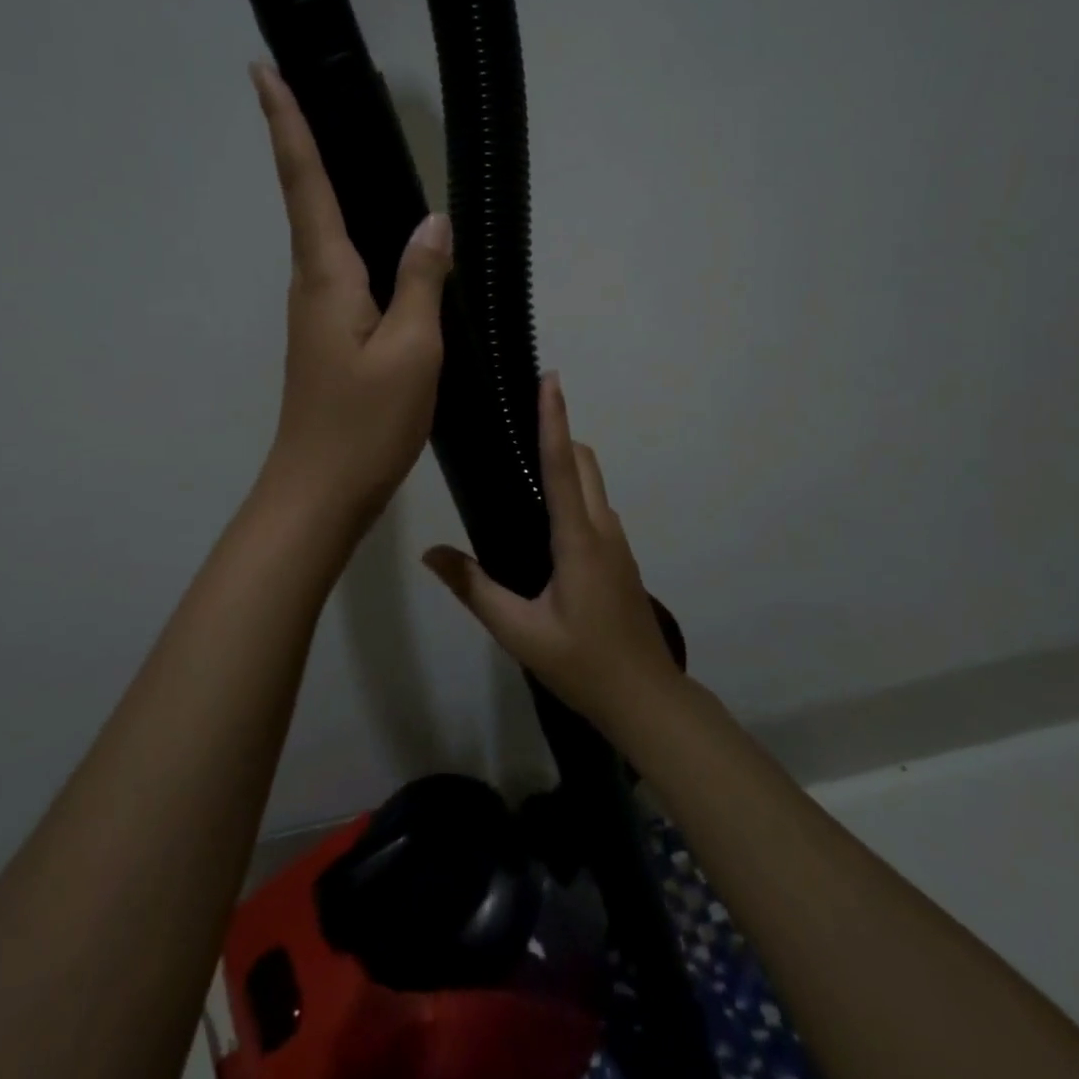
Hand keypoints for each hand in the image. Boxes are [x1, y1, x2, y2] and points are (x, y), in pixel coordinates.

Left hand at [252, 62, 450, 525]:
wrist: (320, 491)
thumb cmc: (366, 423)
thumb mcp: (412, 350)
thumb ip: (421, 281)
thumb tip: (433, 222)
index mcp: (327, 276)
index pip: (305, 182)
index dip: (285, 124)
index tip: (262, 69)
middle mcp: (312, 284)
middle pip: (306, 199)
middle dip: (301, 139)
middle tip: (310, 85)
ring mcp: (316, 313)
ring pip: (324, 234)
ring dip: (324, 184)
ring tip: (345, 142)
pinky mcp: (327, 336)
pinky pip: (342, 269)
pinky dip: (352, 234)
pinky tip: (379, 237)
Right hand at [421, 374, 683, 733]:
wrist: (647, 699)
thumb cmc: (583, 664)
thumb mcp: (519, 632)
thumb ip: (474, 588)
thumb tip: (431, 552)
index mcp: (578, 539)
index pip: (562, 465)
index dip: (554, 419)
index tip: (550, 379)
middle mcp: (602, 529)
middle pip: (582, 462)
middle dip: (557, 432)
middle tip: (515, 422)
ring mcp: (616, 542)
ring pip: (592, 483)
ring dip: (565, 462)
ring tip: (520, 465)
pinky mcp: (619, 558)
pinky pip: (594, 506)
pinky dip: (572, 490)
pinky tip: (542, 516)